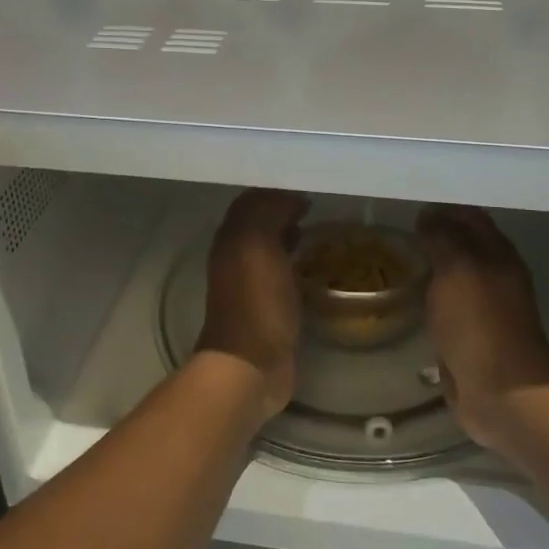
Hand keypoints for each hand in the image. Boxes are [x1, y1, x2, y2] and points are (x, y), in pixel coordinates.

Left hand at [196, 189, 309, 420]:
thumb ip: (269, 213)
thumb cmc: (256, 303)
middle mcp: (235, 255)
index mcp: (230, 238)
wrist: (251, 366)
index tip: (307, 182)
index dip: (276, 189)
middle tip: (317, 202)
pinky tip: (314, 261)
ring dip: (289, 232)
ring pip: (270, 244)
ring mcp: (250, 282)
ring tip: (317, 226)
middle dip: (283, 208)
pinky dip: (295, 259)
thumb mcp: (259, 246)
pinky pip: (281, 270)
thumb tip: (290, 197)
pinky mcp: (267, 305)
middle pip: (259, 221)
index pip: (251, 200)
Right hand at [417, 205, 548, 456]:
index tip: (409, 207)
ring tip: (396, 262)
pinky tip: (408, 300)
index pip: (470, 217)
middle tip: (396, 233)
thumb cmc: (480, 323)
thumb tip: (428, 216)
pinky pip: (447, 309)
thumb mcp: (458, 269)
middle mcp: (494, 276)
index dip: (442, 209)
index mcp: (498, 254)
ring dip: (431, 269)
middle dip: (435, 237)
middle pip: (463, 247)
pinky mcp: (471, 338)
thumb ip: (442, 239)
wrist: (502, 392)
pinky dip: (430, 300)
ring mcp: (484, 310)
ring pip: (454, 278)